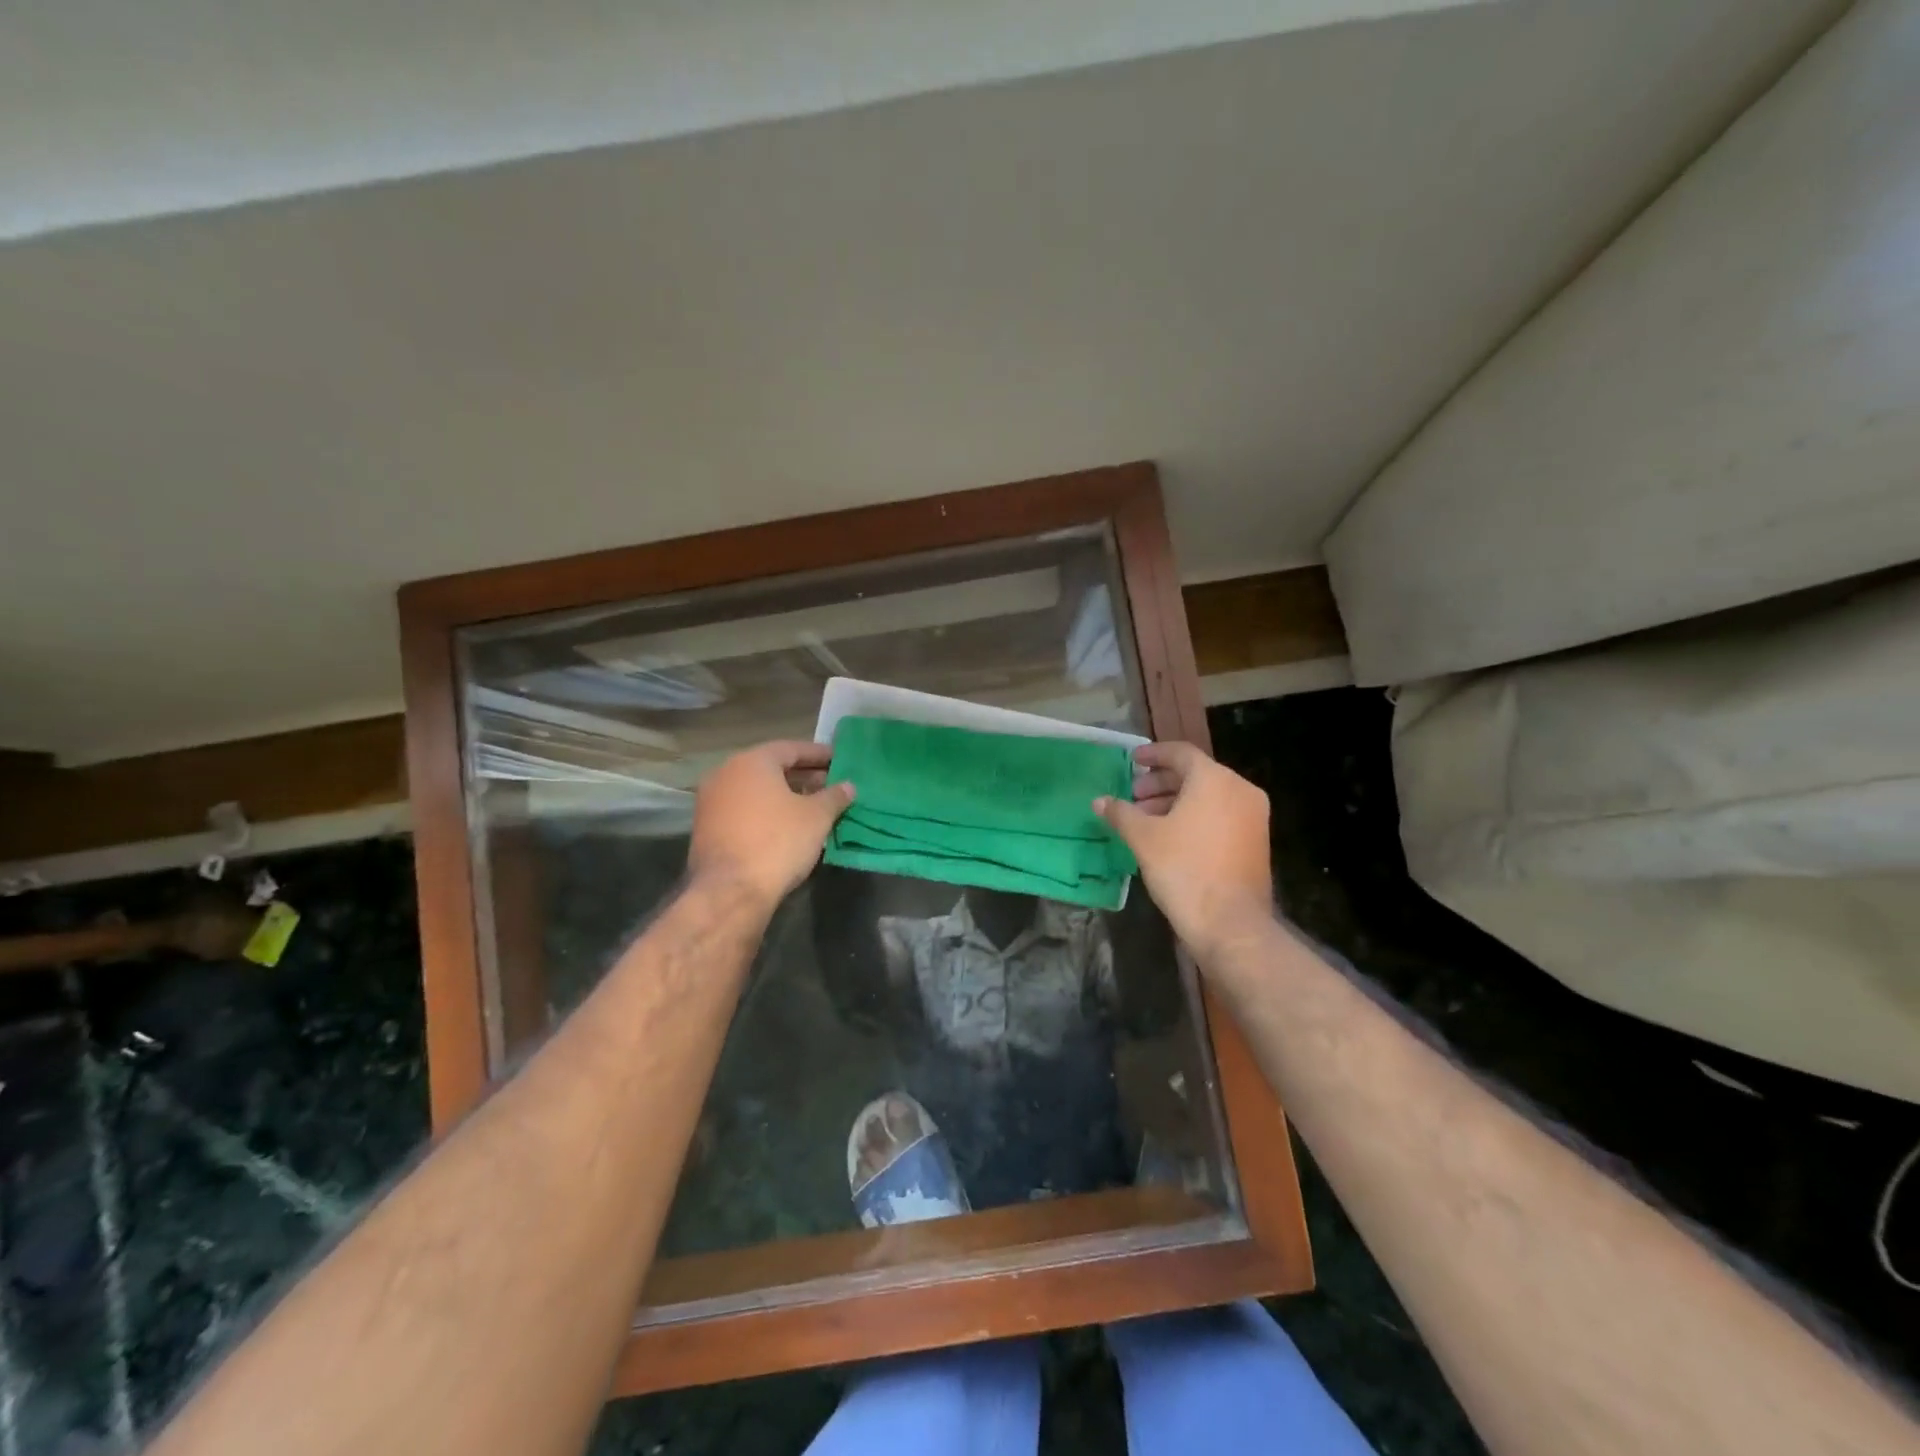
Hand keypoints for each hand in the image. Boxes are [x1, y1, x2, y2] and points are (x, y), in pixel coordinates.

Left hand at [688, 741, 854, 909]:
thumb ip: (834, 796)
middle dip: (802, 775)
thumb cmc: (778, 842)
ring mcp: (711, 800)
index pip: (791, 748)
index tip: (839, 760)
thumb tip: (848, 786)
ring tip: (812, 805)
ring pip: (755, 789)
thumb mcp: (817, 817)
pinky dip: (766, 810)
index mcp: (752, 761)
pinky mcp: (706, 827)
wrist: (730, 891)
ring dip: (784, 794)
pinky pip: (743, 808)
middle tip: (829, 783)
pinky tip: (787, 824)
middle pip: (771, 767)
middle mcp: (726, 773)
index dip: (818, 754)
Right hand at [1095, 742, 1273, 964]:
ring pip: (1209, 797)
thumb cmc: (1184, 869)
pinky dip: (1195, 818)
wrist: (1230, 923)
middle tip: (1134, 797)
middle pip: (1195, 775)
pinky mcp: (1256, 842)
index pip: (1181, 753)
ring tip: (1145, 820)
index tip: (1132, 761)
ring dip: (1175, 802)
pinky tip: (1170, 837)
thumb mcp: (1143, 838)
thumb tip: (1099, 801)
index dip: (1153, 755)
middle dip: (1161, 784)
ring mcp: (1253, 817)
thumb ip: (1121, 813)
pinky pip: (1221, 816)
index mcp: (1215, 779)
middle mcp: (1240, 790)